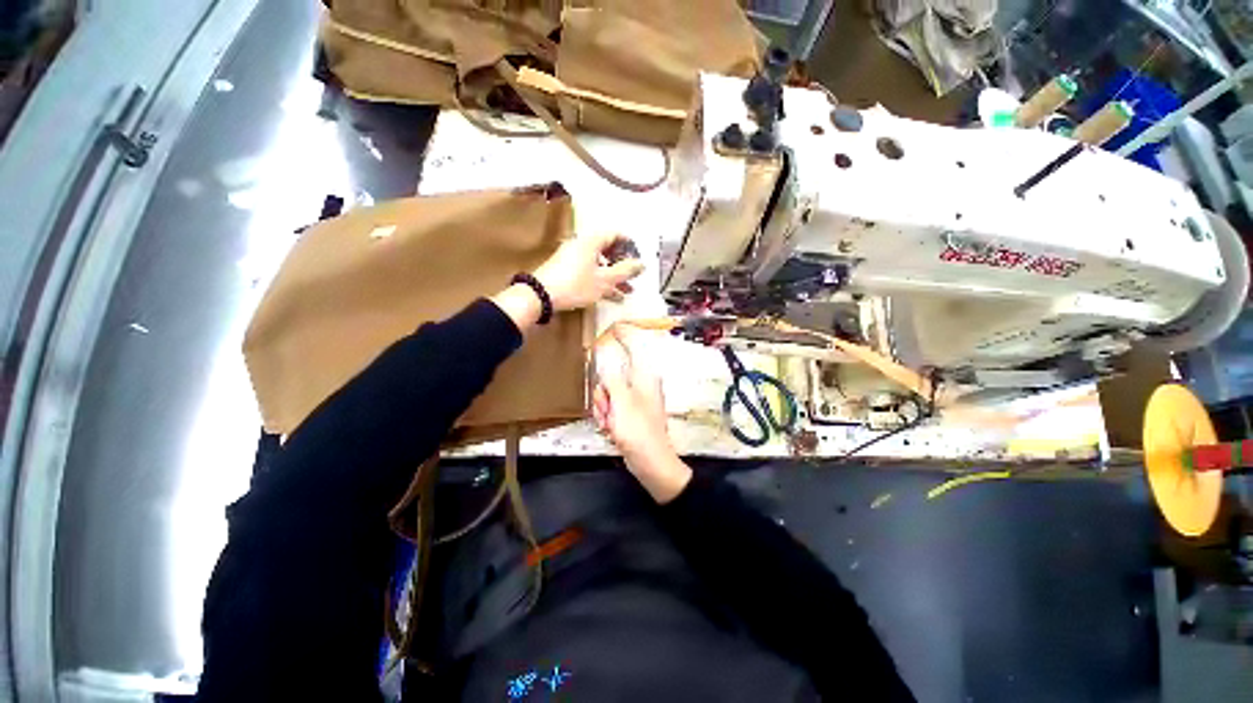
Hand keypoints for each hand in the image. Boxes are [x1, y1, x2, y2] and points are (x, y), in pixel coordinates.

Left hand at [534, 233, 644, 311]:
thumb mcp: (604, 280)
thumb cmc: (575, 284)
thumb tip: (642, 264)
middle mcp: (582, 244)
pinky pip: (589, 271)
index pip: (615, 234)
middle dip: (623, 264)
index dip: (630, 245)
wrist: (540, 295)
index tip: (638, 258)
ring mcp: (572, 257)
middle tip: (633, 277)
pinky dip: (601, 280)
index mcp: (591, 241)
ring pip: (599, 263)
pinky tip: (612, 295)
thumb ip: (625, 271)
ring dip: (614, 276)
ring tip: (626, 291)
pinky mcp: (566, 270)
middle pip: (607, 249)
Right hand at [593, 327, 691, 502]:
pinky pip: (610, 408)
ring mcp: (634, 400)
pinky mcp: (629, 414)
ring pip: (607, 394)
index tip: (613, 326)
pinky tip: (612, 429)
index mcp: (643, 377)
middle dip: (603, 394)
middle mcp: (640, 385)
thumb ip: (610, 377)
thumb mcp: (621, 401)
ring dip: (603, 409)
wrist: (650, 463)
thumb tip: (604, 355)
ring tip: (611, 423)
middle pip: (611, 376)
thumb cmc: (638, 430)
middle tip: (608, 409)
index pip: (632, 348)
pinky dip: (607, 418)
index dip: (621, 337)